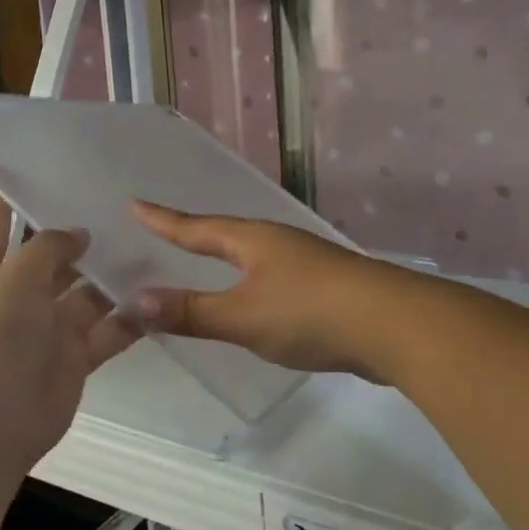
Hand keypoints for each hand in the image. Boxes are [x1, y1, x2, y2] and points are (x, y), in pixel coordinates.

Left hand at [0, 193, 139, 470]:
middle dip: (77, 236)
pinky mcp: (74, 360)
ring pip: (85, 294)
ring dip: (111, 275)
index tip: (31, 164)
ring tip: (150, 243)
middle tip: (118, 203)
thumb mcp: (13, 279)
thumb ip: (46, 249)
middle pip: (48, 259)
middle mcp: (14, 297)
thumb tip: (75, 234)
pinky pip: (108, 331)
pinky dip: (130, 317)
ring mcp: (46, 330)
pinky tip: (160, 294)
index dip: (7, 195)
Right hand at [130, 202, 400, 378]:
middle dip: (194, 233)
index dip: (163, 220)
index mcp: (252, 240)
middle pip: (225, 234)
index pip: (196, 227)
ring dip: (224, 257)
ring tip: (205, 259)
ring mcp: (304, 262)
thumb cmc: (310, 312)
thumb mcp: (242, 315)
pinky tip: (253, 297)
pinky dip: (249, 282)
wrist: (394, 326)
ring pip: (252, 254)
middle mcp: (276, 242)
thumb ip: (192, 311)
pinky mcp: (325, 287)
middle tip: (165, 230)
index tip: (134, 203)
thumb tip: (136, 300)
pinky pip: (272, 277)